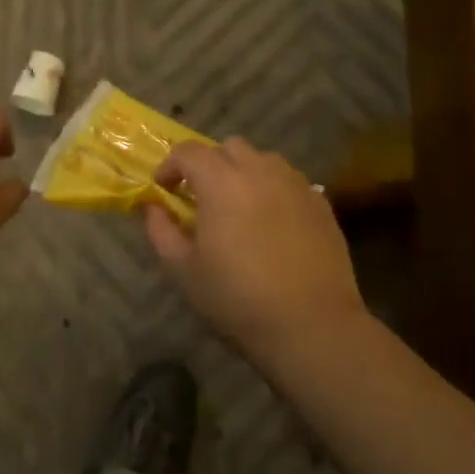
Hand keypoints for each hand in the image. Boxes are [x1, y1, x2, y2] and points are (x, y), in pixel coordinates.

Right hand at [145, 138, 366, 361]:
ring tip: (238, 206)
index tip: (163, 189)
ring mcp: (296, 185)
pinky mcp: (321, 204)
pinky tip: (270, 223)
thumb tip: (153, 208)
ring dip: (243, 172)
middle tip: (200, 196)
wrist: (311, 325)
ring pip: (263, 160)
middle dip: (209, 163)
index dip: (170, 165)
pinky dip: (272, 190)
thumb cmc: (237, 298)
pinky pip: (290, 182)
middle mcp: (261, 172)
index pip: (189, 152)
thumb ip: (161, 231)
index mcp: (221, 182)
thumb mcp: (183, 270)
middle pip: (229, 147)